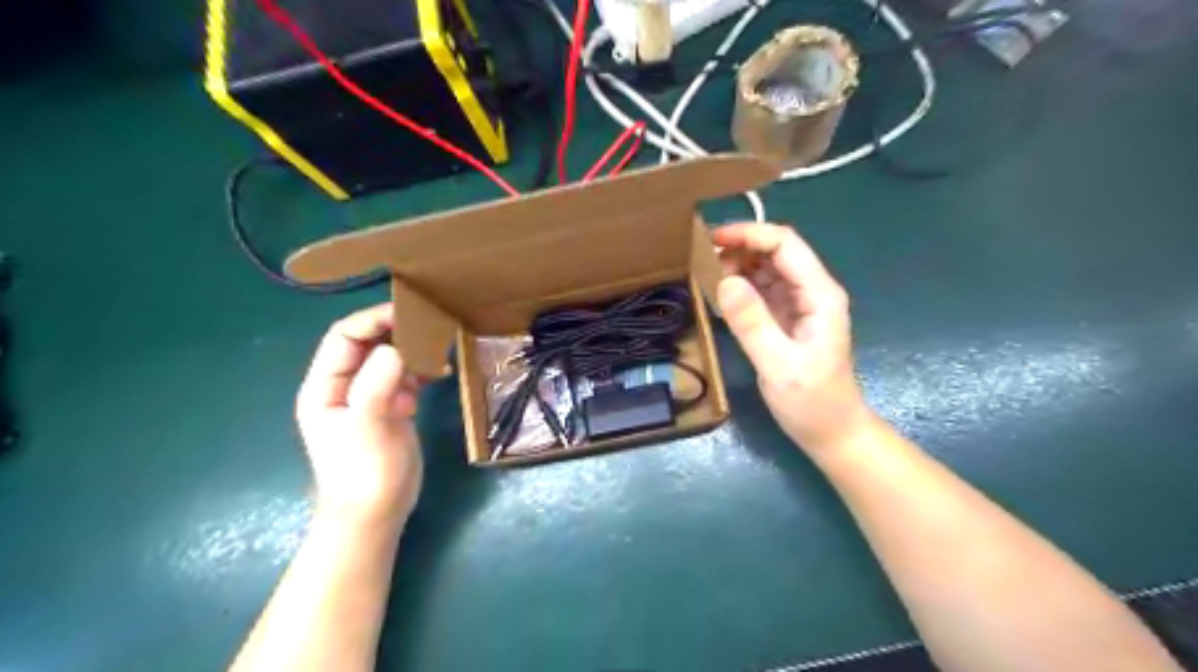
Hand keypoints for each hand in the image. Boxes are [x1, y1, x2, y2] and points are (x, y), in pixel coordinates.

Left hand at [294, 305, 422, 525]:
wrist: (376, 515)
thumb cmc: (365, 474)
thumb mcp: (368, 428)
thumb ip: (377, 385)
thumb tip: (399, 349)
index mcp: (325, 386)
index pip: (345, 337)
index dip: (373, 320)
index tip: (409, 313)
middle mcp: (343, 386)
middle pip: (368, 343)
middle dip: (396, 332)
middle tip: (430, 327)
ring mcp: (368, 397)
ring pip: (389, 358)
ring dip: (412, 351)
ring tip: (437, 352)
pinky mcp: (391, 408)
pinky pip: (405, 377)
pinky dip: (421, 371)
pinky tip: (439, 375)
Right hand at [711, 224, 872, 450]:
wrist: (832, 433)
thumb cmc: (812, 402)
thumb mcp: (779, 366)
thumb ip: (752, 323)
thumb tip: (724, 281)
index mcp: (819, 295)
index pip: (785, 245)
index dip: (750, 234)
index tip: (712, 239)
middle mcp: (811, 292)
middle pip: (776, 251)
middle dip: (740, 246)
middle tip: (701, 256)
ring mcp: (799, 305)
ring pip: (767, 269)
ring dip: (738, 264)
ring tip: (705, 272)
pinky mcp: (786, 319)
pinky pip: (761, 291)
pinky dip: (740, 286)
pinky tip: (719, 293)